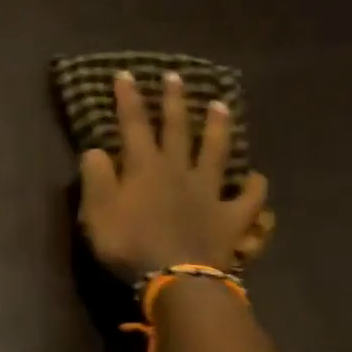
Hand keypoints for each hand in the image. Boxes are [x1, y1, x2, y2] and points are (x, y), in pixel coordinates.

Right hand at [78, 70, 270, 282]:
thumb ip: (96, 178)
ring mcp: (210, 192)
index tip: (125, 74)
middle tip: (175, 76)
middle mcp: (179, 171)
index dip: (129, 99)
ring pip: (218, 151)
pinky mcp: (232, 217)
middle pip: (178, 129)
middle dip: (174, 101)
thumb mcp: (96, 212)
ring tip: (222, 105)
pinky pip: (248, 198)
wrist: (176, 277)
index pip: (134, 125)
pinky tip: (256, 178)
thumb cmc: (128, 244)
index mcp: (144, 168)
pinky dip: (253, 186)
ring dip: (219, 127)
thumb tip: (95, 150)